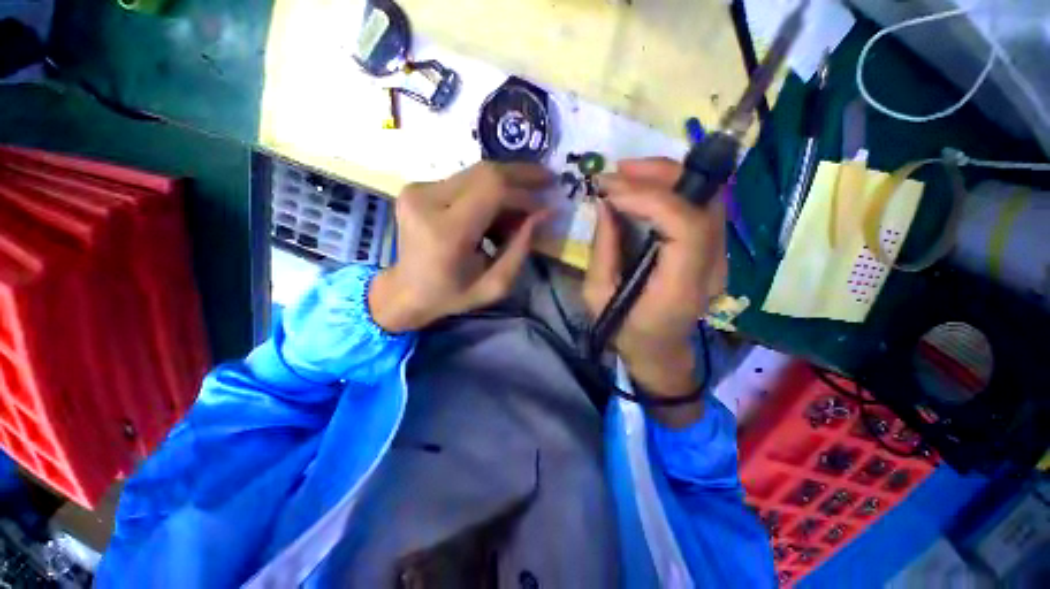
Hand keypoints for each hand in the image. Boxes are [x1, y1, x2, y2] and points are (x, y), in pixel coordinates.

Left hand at [369, 162, 551, 332]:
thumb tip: (544, 212)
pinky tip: (496, 212)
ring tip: (520, 208)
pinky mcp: (417, 187)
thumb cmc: (452, 295)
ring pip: (476, 173)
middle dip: (522, 175)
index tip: (547, 201)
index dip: (525, 191)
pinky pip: (464, 181)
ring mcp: (417, 190)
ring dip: (506, 186)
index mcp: (446, 233)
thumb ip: (521, 248)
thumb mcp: (495, 285)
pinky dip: (487, 192)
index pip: (493, 191)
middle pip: (485, 172)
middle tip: (547, 181)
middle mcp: (426, 201)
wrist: (405, 291)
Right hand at [583, 158, 726, 406]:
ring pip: (708, 199)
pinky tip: (646, 188)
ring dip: (669, 177)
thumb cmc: (624, 330)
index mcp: (680, 288)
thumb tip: (605, 204)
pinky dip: (674, 190)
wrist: (659, 352)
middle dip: (662, 176)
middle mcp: (711, 269)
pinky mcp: (713, 252)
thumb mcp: (598, 296)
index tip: (611, 191)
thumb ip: (603, 250)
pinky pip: (701, 209)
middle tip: (620, 170)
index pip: (685, 227)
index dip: (650, 198)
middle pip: (705, 204)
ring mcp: (719, 259)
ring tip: (629, 173)